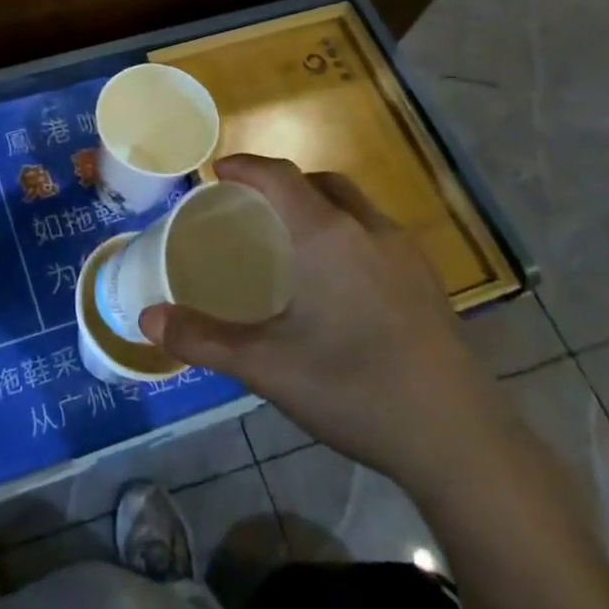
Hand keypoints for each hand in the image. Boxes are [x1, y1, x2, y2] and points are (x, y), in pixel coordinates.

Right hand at [139, 154, 509, 495]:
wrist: (461, 442)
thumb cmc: (355, 389)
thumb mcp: (267, 367)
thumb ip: (203, 339)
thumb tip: (147, 318)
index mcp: (328, 235)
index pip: (281, 176)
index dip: (246, 166)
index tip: (219, 170)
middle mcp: (370, 231)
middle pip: (323, 183)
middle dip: (285, 183)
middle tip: (253, 208)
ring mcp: (408, 257)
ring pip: (357, 208)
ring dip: (320, 206)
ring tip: (292, 242)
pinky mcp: (429, 285)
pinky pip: (378, 236)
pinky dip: (348, 234)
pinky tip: (339, 283)